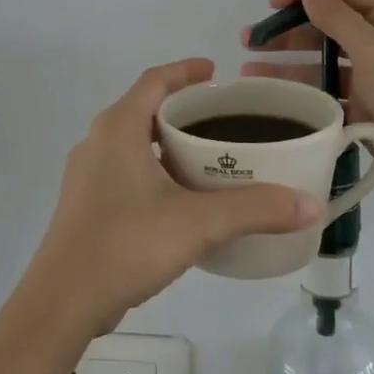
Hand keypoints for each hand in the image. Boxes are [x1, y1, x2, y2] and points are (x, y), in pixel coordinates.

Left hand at [29, 60, 321, 331]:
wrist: (62, 303)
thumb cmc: (127, 244)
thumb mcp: (199, 223)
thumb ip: (256, 209)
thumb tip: (310, 205)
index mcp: (118, 128)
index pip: (154, 80)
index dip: (185, 71)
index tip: (216, 71)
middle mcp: (97, 143)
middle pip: (143, 109)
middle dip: (182, 109)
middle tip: (223, 119)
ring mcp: (87, 177)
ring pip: (133, 144)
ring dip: (167, 143)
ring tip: (208, 157)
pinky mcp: (86, 207)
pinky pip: (126, 172)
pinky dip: (155, 171)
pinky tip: (180, 199)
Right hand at [244, 0, 373, 207]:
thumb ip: (337, 16)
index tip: (273, 6)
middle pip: (325, 17)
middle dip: (286, 24)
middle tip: (249, 41)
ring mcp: (370, 73)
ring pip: (320, 56)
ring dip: (286, 59)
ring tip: (249, 72)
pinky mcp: (363, 104)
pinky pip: (325, 90)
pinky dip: (300, 90)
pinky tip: (272, 99)